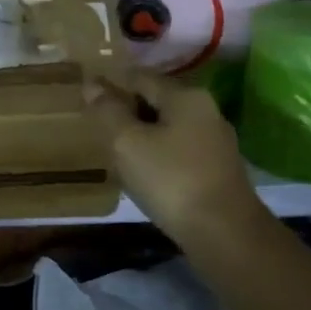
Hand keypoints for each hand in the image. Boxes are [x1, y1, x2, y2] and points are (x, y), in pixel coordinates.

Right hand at [84, 72, 268, 246]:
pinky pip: (178, 149)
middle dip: (127, 108)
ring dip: (141, 133)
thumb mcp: (127, 142)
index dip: (111, 82)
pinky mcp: (217, 168)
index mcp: (185, 96)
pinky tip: (142, 171)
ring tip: (114, 150)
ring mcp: (215, 141)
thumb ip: (108, 111)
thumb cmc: (170, 179)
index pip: (140, 76)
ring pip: (168, 126)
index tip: (86, 95)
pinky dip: (157, 152)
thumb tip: (92, 83)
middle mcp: (205, 110)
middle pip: (157, 100)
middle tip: (97, 125)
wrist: (223, 233)